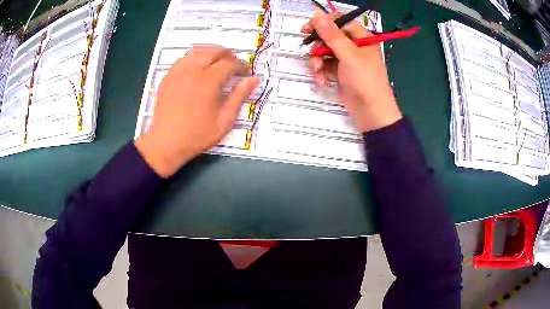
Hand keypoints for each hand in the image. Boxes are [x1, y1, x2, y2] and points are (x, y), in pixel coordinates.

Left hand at [135, 46, 259, 177]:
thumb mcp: (224, 121)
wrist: (166, 144)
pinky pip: (183, 59)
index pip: (229, 63)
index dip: (241, 65)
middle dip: (228, 55)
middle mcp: (192, 73)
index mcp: (208, 83)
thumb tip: (253, 80)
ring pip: (198, 51)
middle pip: (214, 52)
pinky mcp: (167, 77)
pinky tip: (198, 67)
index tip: (245, 72)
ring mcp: (177, 73)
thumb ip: (239, 97)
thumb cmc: (197, 136)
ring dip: (212, 53)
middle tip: (234, 65)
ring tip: (218, 63)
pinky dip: (195, 58)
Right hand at [302, 10, 401, 131]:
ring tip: (318, 73)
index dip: (322, 23)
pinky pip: (325, 66)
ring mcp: (346, 60)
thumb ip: (331, 34)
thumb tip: (317, 14)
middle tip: (312, 55)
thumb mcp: (348, 55)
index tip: (306, 30)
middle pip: (328, 37)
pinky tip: (322, 82)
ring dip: (317, 62)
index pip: (339, 21)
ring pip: (324, 52)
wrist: (371, 113)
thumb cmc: (365, 81)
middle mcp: (353, 46)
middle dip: (318, 47)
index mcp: (361, 37)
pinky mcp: (340, 72)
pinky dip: (321, 73)